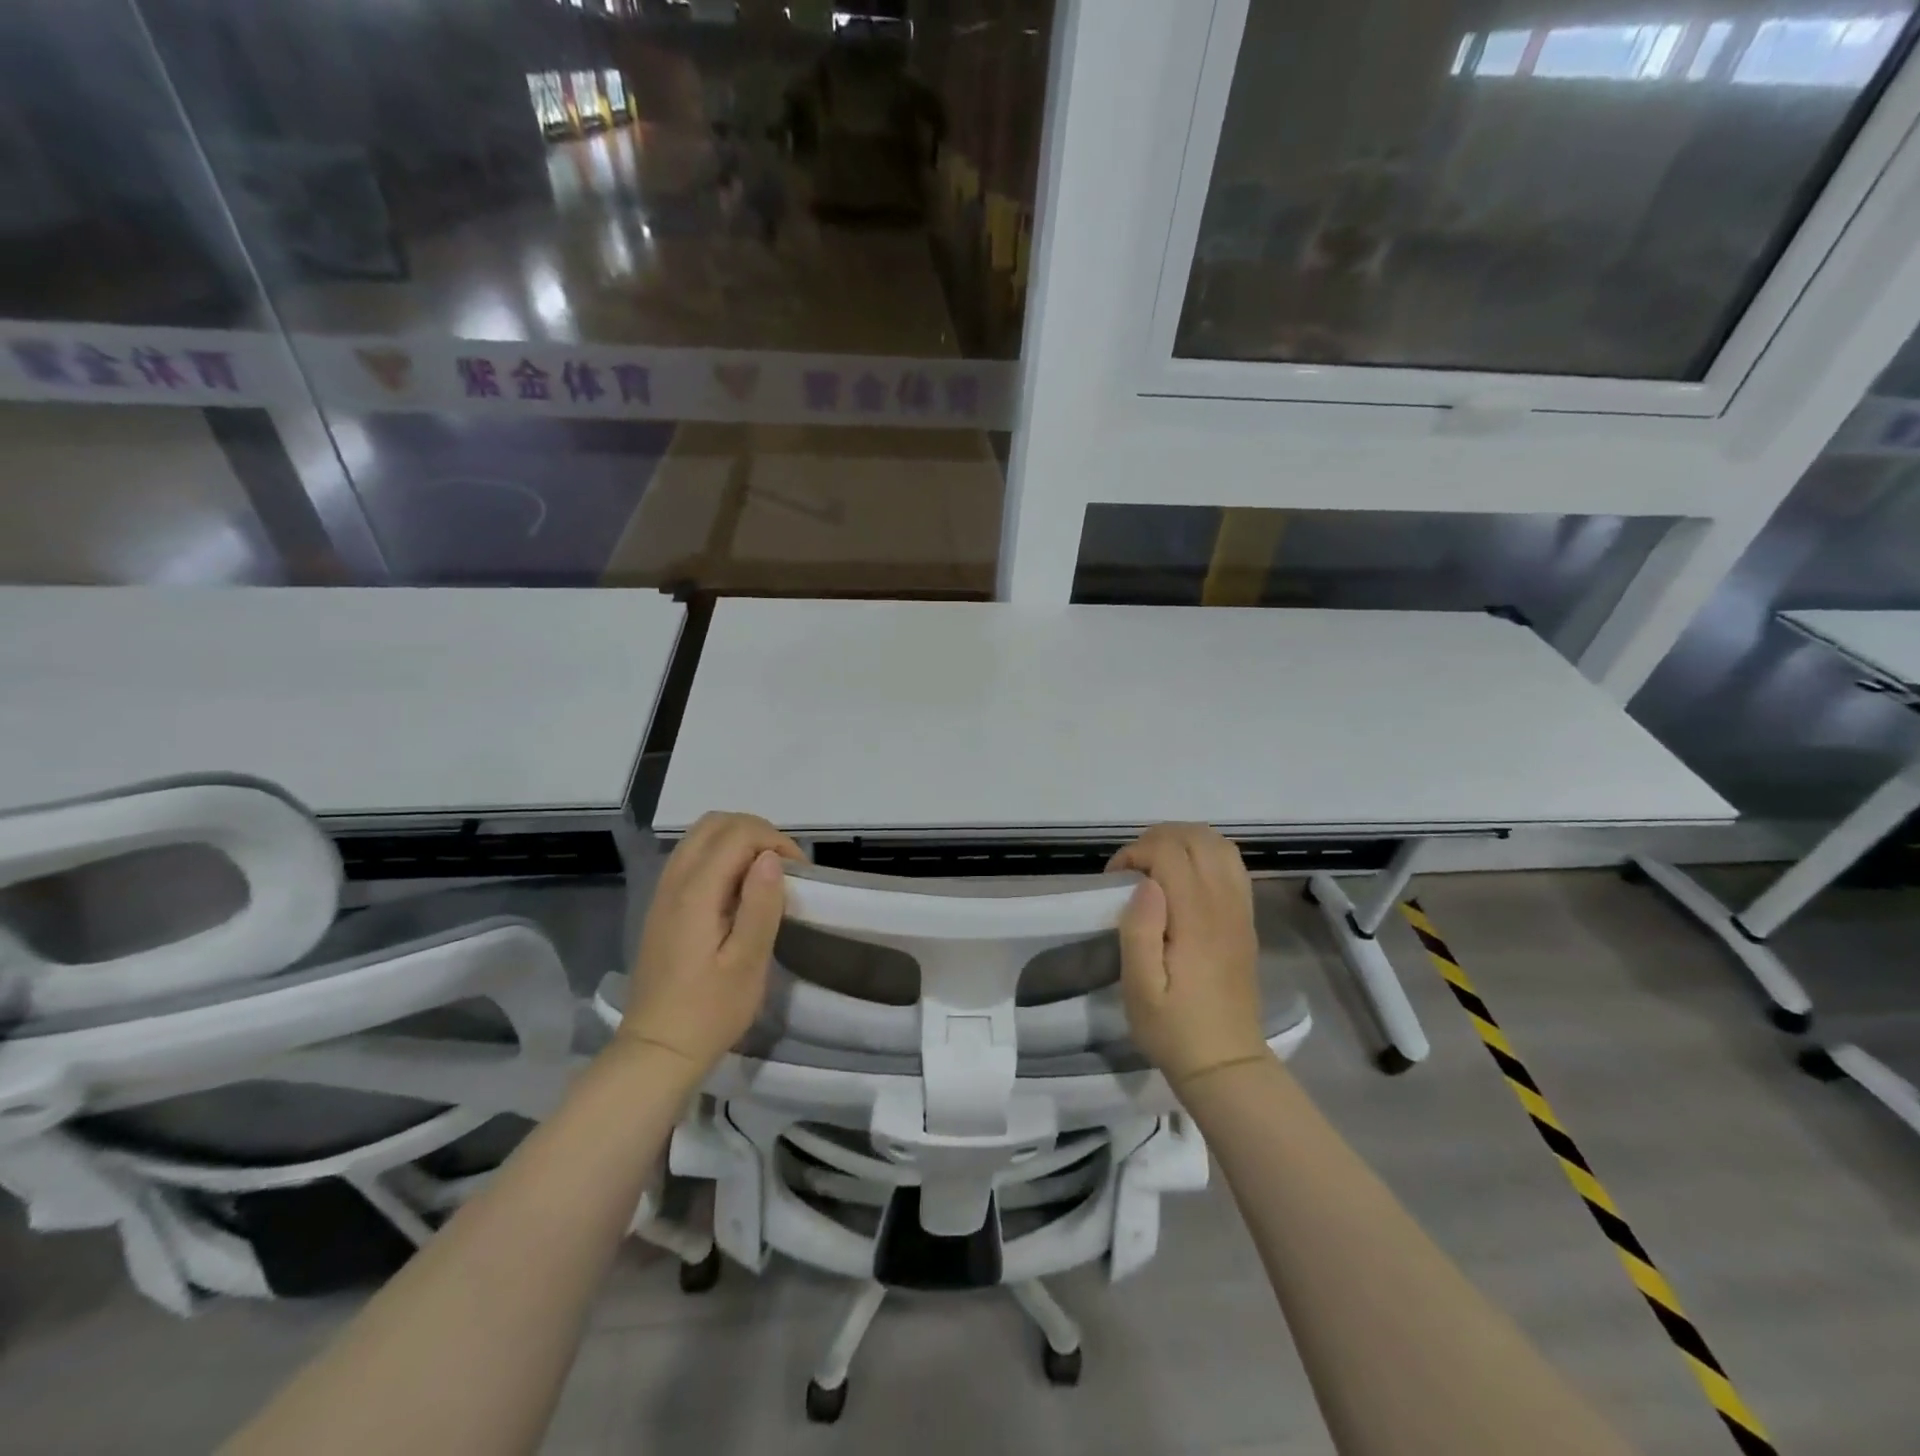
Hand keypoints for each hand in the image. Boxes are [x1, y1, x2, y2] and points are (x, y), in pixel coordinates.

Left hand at [619, 812, 805, 1074]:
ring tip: (765, 874)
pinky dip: (721, 855)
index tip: (798, 874)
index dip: (774, 841)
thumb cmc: (710, 1011)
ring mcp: (663, 892)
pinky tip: (739, 889)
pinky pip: (692, 857)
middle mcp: (674, 881)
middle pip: (715, 823)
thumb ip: (761, 905)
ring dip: (738, 840)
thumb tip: (771, 858)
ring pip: (700, 836)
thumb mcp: (748, 963)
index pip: (737, 834)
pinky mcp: (663, 906)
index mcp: (696, 893)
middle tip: (783, 866)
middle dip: (756, 832)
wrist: (658, 1050)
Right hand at [1109, 824, 1270, 1090]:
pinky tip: (1184, 878)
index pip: (1170, 852)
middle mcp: (1224, 905)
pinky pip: (1232, 866)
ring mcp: (1240, 910)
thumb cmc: (1173, 1028)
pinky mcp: (1245, 920)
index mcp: (1196, 919)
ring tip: (1155, 865)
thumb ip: (1139, 930)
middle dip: (1158, 839)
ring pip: (1220, 846)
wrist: (1226, 1063)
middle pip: (1198, 838)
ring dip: (1184, 842)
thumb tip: (1146, 883)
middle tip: (1131, 868)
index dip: (1136, 852)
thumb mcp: (1139, 988)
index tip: (1114, 879)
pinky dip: (1205, 855)